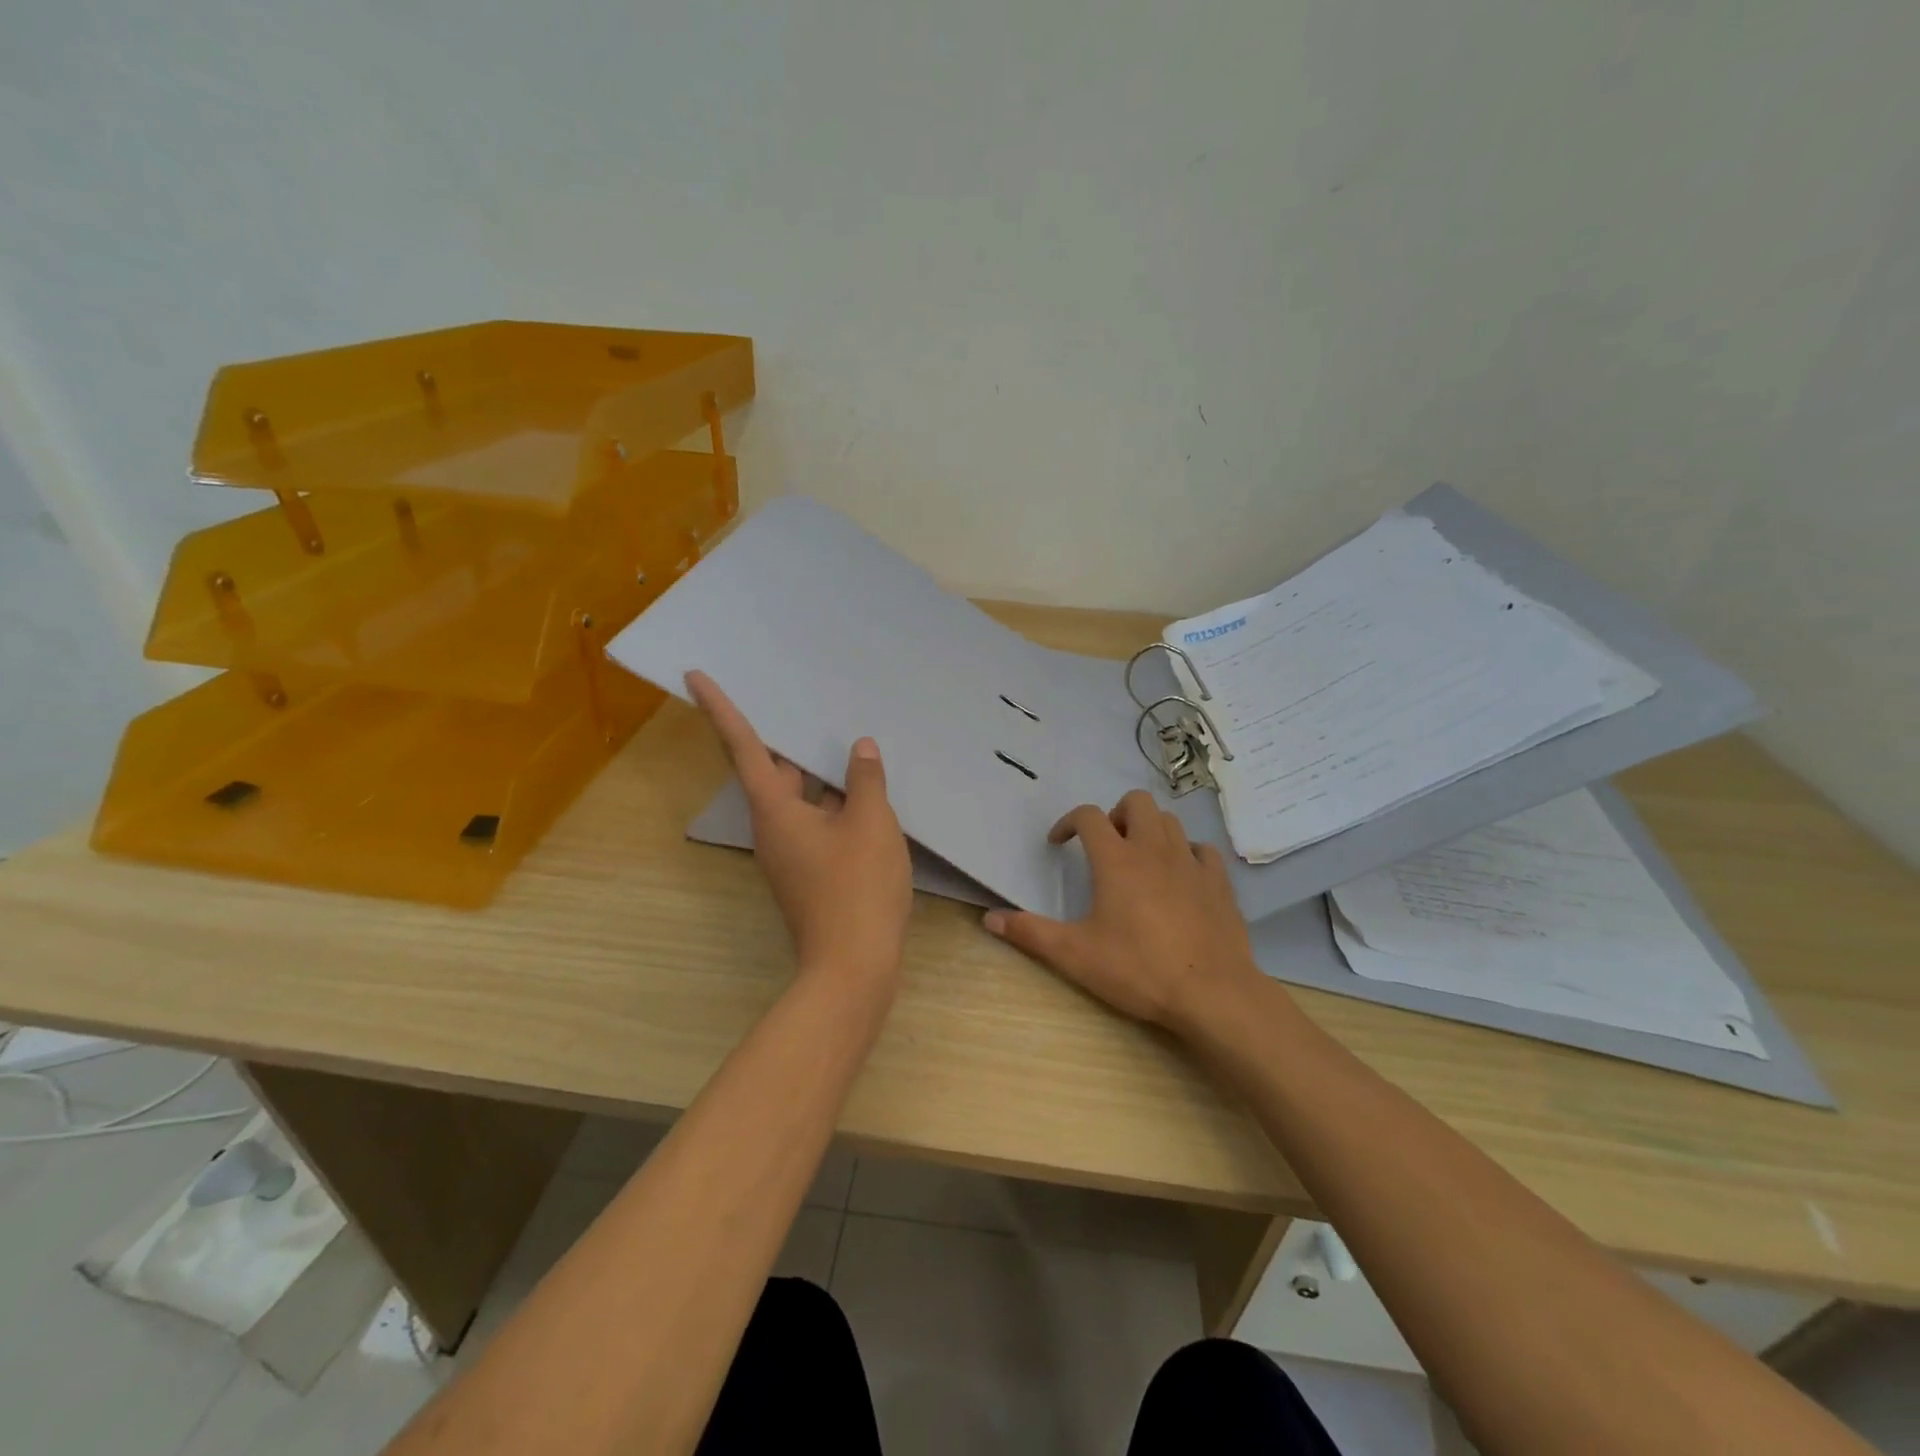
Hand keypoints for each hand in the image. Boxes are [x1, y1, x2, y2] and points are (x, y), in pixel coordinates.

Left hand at [687, 671, 913, 984]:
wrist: (854, 966)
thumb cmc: (857, 887)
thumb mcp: (871, 824)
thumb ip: (865, 781)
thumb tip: (860, 750)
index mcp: (776, 810)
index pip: (744, 747)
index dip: (721, 709)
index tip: (695, 676)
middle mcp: (774, 829)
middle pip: (769, 772)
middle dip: (778, 738)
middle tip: (791, 699)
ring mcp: (792, 854)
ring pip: (796, 799)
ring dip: (813, 772)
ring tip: (836, 737)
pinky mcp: (810, 873)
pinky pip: (815, 821)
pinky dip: (831, 800)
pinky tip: (861, 790)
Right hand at [983, 790, 1259, 1029]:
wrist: (1212, 993)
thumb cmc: (1139, 970)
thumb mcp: (1075, 955)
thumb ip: (1030, 933)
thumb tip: (989, 918)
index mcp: (1116, 860)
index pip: (1088, 816)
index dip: (1068, 822)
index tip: (1059, 843)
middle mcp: (1154, 850)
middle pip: (1136, 803)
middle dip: (1116, 814)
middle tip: (1106, 846)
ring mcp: (1191, 863)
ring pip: (1170, 821)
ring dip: (1150, 829)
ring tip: (1139, 860)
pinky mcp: (1219, 882)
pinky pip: (1202, 850)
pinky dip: (1186, 853)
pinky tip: (1179, 877)